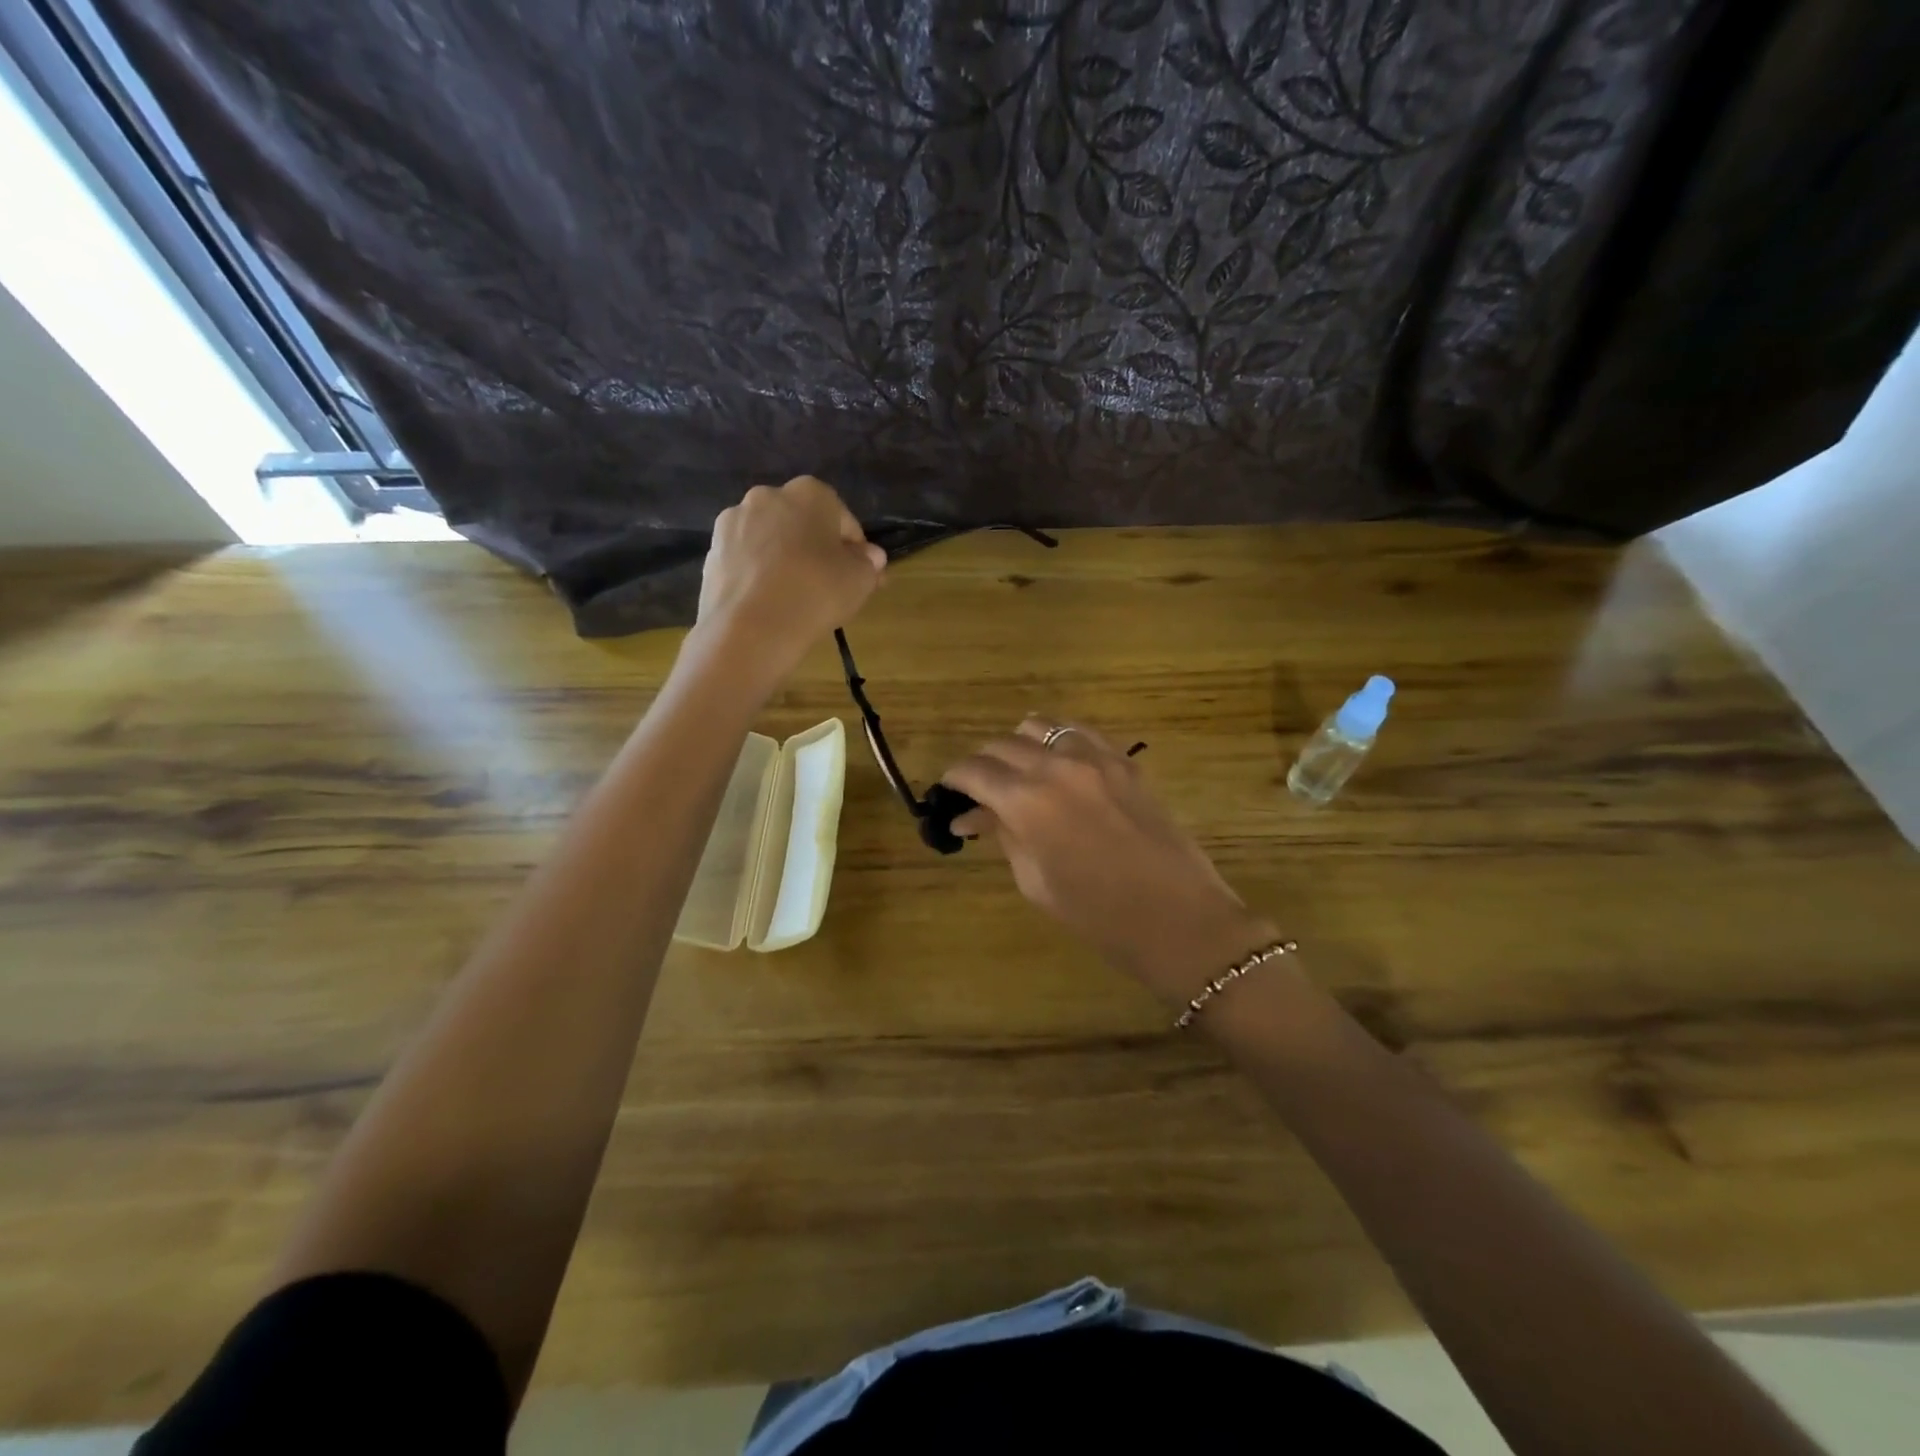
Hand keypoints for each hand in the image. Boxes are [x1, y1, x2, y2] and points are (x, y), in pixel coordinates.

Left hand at [694, 477, 886, 680]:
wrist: (750, 629)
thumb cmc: (816, 593)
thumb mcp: (860, 581)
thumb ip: (869, 564)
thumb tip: (870, 556)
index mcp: (809, 493)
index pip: (843, 519)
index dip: (855, 550)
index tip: (860, 576)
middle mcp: (767, 496)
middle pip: (802, 525)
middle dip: (815, 549)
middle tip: (828, 585)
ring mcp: (733, 522)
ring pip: (771, 541)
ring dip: (784, 560)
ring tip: (795, 597)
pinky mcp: (712, 552)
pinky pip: (747, 561)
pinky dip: (759, 575)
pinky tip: (769, 603)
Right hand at [942, 718, 1280, 1007]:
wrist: (1178, 919)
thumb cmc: (1097, 915)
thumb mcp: (1035, 880)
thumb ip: (1003, 837)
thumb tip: (972, 817)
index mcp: (1027, 800)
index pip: (973, 770)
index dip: (954, 780)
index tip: (949, 795)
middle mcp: (1056, 765)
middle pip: (1001, 744)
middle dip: (982, 765)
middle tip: (980, 795)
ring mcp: (1095, 757)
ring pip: (1040, 726)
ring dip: (1018, 745)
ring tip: (1018, 774)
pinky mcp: (1125, 761)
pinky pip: (1080, 732)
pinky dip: (1058, 741)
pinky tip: (1058, 764)